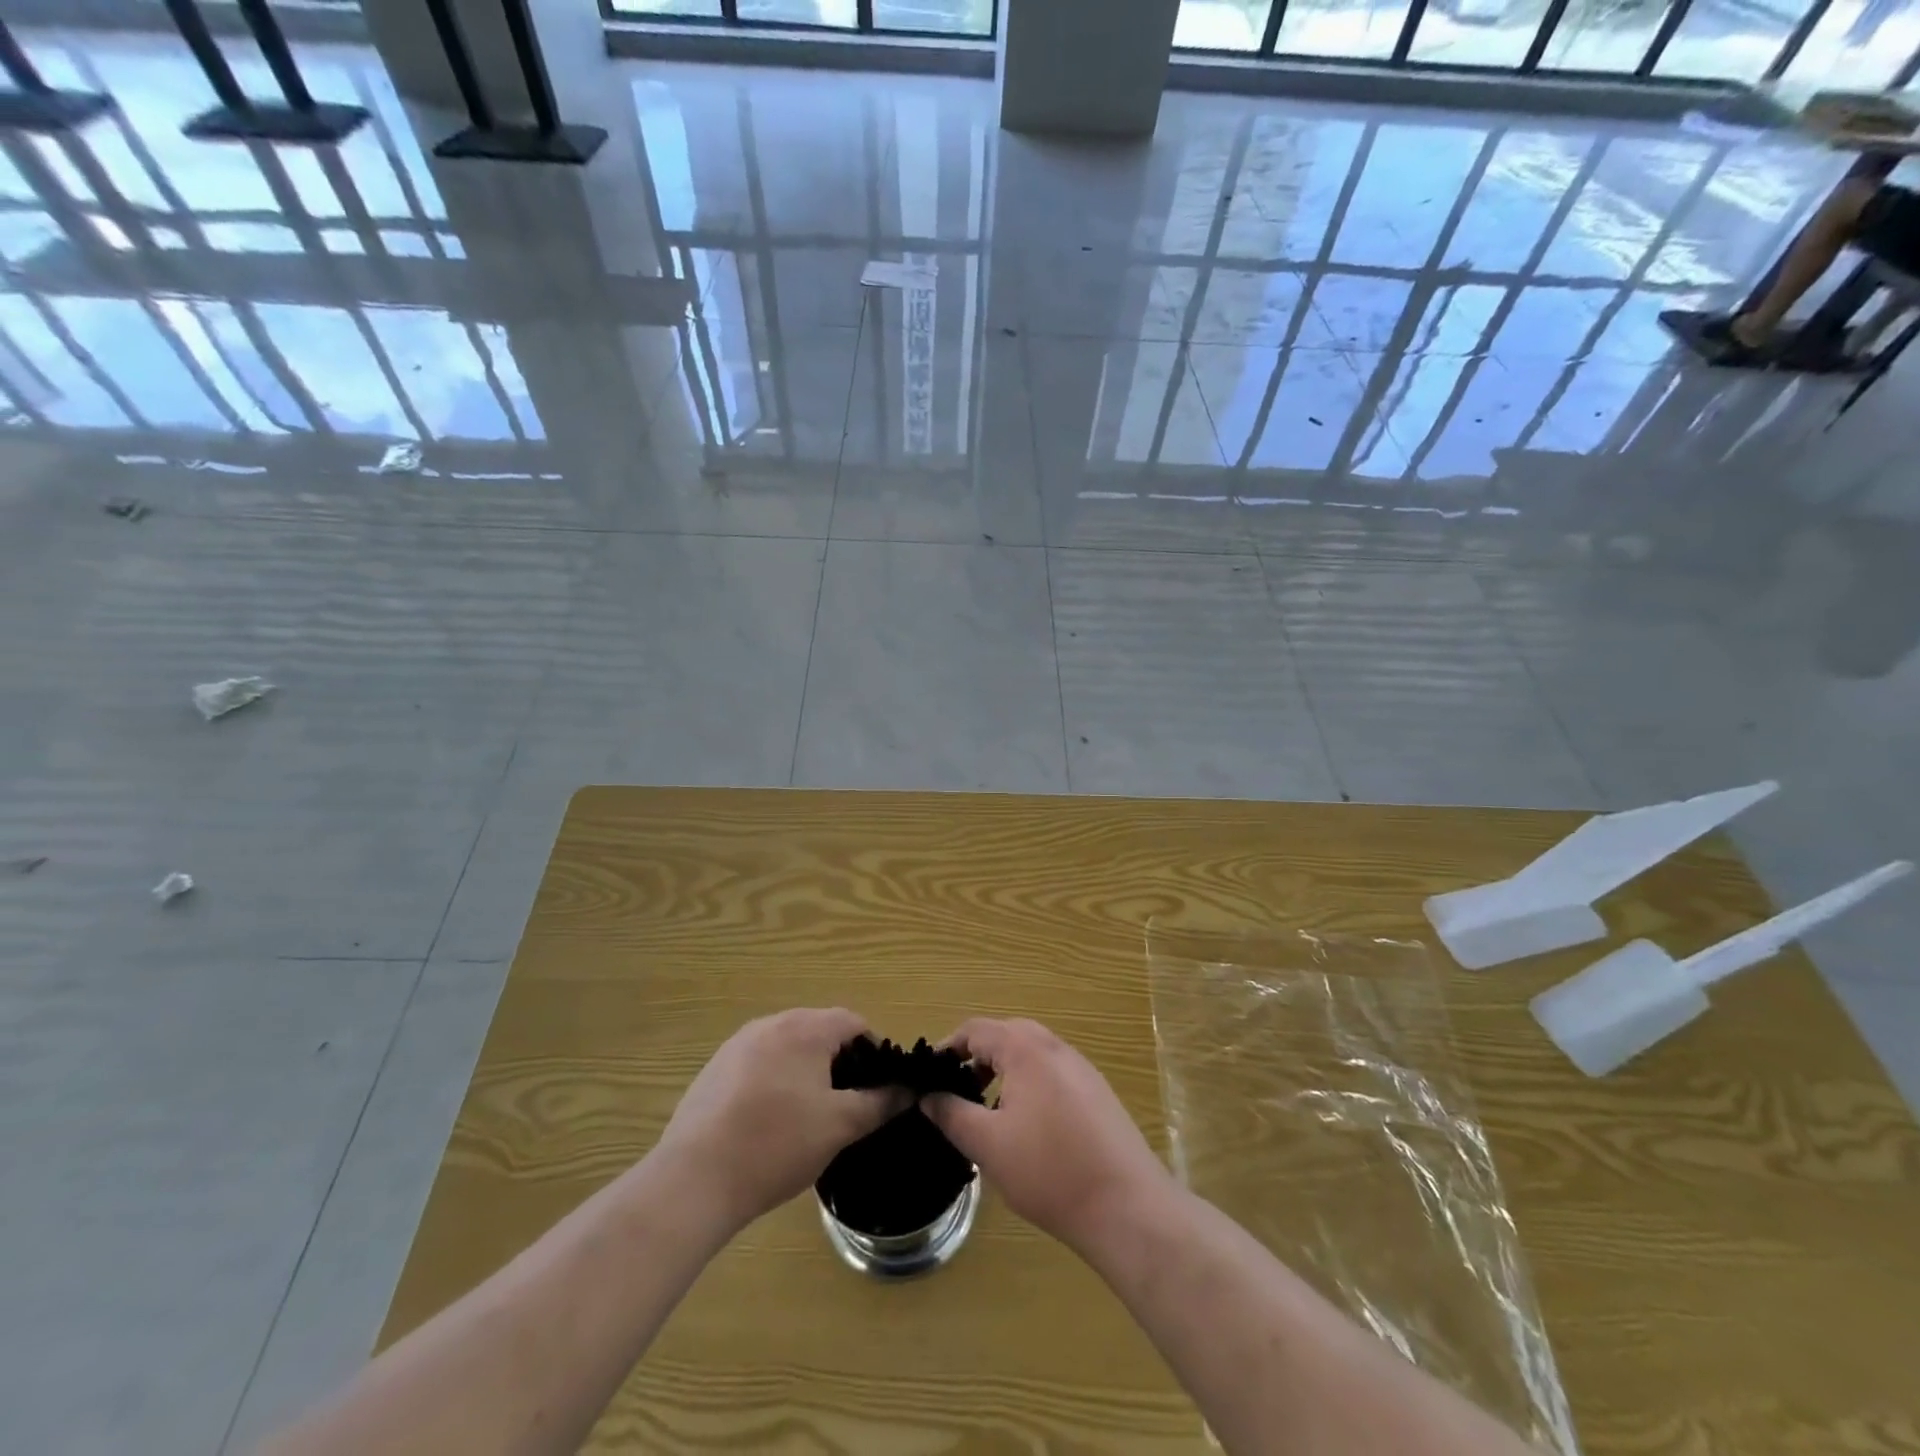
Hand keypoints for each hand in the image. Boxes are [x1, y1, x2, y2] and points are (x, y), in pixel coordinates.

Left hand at [653, 1008, 903, 1233]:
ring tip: (809, 1116)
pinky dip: (774, 1082)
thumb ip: (879, 1102)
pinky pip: (758, 1064)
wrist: (694, 1180)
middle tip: (847, 1104)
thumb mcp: (840, 1126)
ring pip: (787, 1048)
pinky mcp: (714, 1069)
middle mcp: (771, 1023)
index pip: (853, 1022)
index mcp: (805, 1028)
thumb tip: (908, 1089)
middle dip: (839, 1062)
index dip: (874, 1051)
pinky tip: (769, 1123)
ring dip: (806, 1071)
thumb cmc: (777, 1145)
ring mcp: (737, 1045)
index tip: (878, 1087)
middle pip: (819, 1031)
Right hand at [921, 1018, 1172, 1253]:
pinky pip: (1052, 1073)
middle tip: (958, 1093)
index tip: (929, 1078)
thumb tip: (928, 1096)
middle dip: (977, 1058)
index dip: (948, 1048)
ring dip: (1004, 1072)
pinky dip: (1030, 1085)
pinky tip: (1028, 1128)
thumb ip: (952, 1114)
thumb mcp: (988, 1145)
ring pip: (1031, 1054)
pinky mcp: (1097, 1092)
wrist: (1127, 1205)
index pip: (976, 1029)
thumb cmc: (1049, 1170)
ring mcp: (1081, 1068)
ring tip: (989, 1113)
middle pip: (1005, 1035)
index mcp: (1026, 1048)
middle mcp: (1055, 1046)